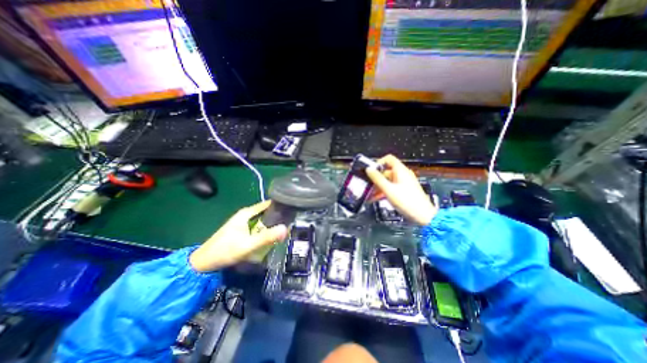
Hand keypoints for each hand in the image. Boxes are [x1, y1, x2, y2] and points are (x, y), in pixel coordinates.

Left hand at [188, 201, 286, 272]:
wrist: (204, 263)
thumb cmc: (225, 251)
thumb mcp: (248, 245)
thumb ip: (267, 237)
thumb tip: (286, 229)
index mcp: (247, 213)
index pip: (268, 204)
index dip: (280, 206)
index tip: (293, 211)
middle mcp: (246, 214)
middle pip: (267, 212)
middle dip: (279, 217)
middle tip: (292, 224)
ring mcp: (244, 222)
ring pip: (263, 220)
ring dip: (273, 225)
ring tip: (286, 230)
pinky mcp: (243, 230)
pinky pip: (259, 227)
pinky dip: (266, 230)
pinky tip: (272, 237)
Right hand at [367, 155, 436, 224]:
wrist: (423, 216)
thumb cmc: (408, 202)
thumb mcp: (389, 190)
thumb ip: (377, 179)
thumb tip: (369, 169)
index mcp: (401, 171)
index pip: (388, 159)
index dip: (378, 163)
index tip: (371, 170)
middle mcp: (402, 175)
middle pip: (386, 171)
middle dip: (376, 178)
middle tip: (368, 185)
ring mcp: (403, 183)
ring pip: (387, 181)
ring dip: (378, 187)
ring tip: (369, 194)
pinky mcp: (403, 191)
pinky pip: (390, 188)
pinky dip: (383, 191)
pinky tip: (375, 198)